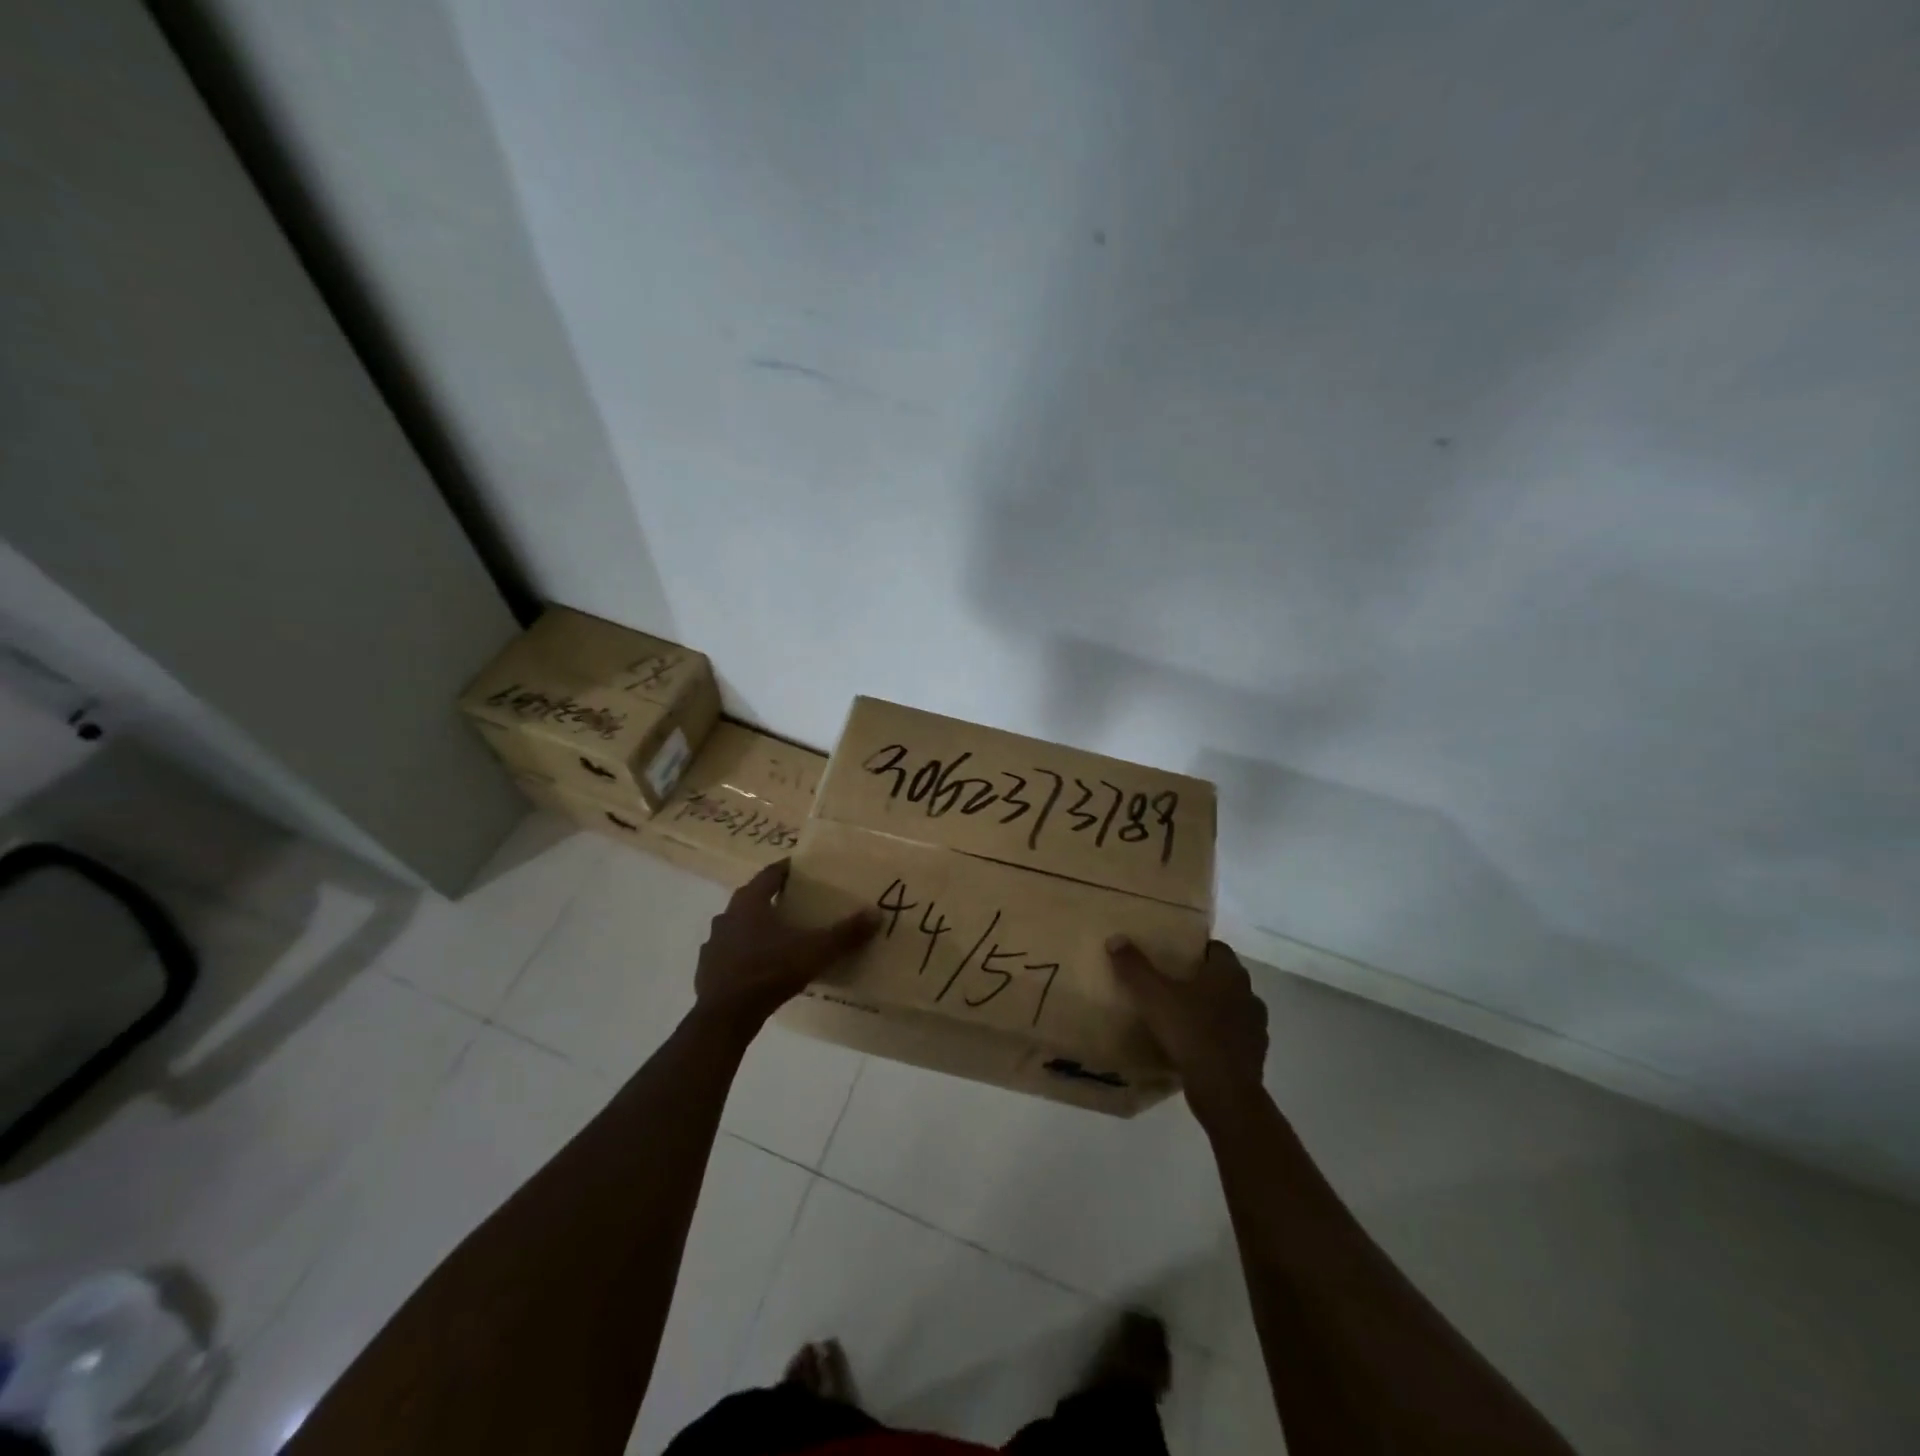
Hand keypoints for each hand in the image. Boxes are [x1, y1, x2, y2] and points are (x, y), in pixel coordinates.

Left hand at [694, 860, 878, 1035]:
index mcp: (750, 902)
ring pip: (739, 926)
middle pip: (753, 898)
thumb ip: (844, 933)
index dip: (787, 869)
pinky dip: (746, 954)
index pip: (770, 874)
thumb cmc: (768, 972)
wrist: (724, 1017)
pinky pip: (731, 954)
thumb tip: (876, 913)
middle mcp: (727, 916)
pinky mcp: (708, 970)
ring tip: (781, 936)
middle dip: (774, 899)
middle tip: (798, 902)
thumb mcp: (814, 951)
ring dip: (757, 928)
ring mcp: (714, 944)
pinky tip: (761, 967)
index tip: (804, 869)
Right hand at [1108, 936, 1267, 1121]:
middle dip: (1203, 980)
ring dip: (1214, 1010)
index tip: (1174, 958)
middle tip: (1173, 986)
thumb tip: (1116, 938)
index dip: (1196, 950)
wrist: (1224, 1091)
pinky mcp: (1255, 1055)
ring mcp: (1256, 1026)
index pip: (1216, 948)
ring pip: (1232, 1008)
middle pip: (1225, 978)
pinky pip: (1235, 1037)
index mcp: (1229, 973)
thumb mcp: (1153, 996)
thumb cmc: (1190, 1032)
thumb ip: (1134, 967)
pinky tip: (1198, 1046)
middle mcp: (1249, 994)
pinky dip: (1220, 1037)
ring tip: (1185, 1018)